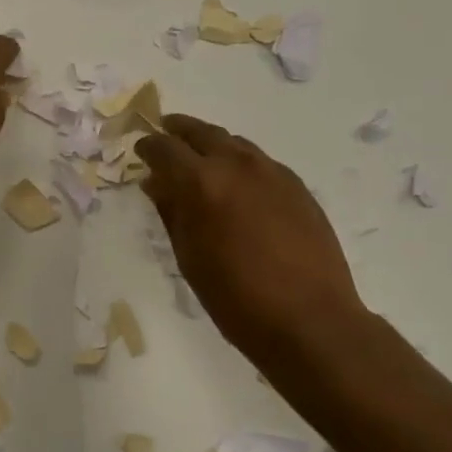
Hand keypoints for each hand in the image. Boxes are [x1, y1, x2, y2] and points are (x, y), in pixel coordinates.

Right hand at [137, 114, 369, 368]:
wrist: (310, 320)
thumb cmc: (236, 297)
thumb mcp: (189, 257)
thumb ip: (171, 212)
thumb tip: (155, 183)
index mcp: (201, 182)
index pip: (164, 148)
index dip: (148, 147)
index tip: (141, 151)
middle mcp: (236, 164)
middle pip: (200, 132)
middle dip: (178, 131)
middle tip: (165, 134)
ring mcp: (271, 171)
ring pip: (233, 142)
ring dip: (211, 144)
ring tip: (200, 159)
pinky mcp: (296, 185)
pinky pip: (259, 160)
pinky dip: (239, 161)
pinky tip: (237, 182)